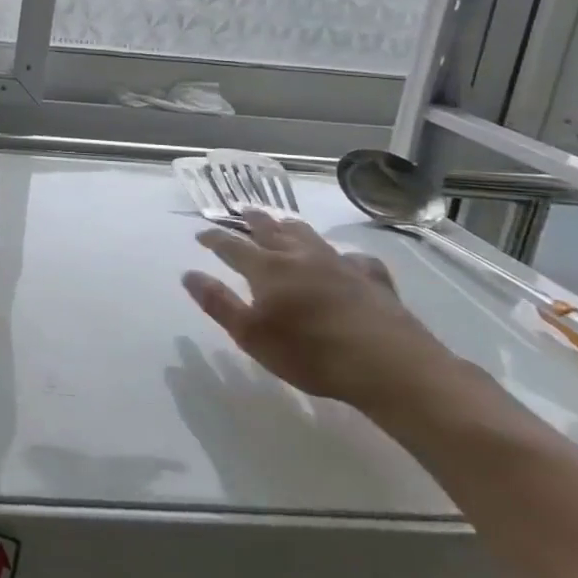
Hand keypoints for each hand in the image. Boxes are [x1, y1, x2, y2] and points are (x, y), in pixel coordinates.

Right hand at [183, 211, 458, 412]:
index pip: (232, 246)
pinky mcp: (372, 279)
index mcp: (267, 269)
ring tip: (283, 223)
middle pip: (271, 230)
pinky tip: (345, 261)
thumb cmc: (310, 354)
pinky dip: (342, 256)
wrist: (388, 365)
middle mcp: (300, 257)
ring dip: (290, 227)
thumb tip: (189, 274)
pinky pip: (353, 258)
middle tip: (242, 212)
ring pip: (309, 236)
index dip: (214, 239)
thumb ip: (218, 303)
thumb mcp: (251, 335)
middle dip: (253, 220)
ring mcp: (339, 265)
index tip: (201, 233)